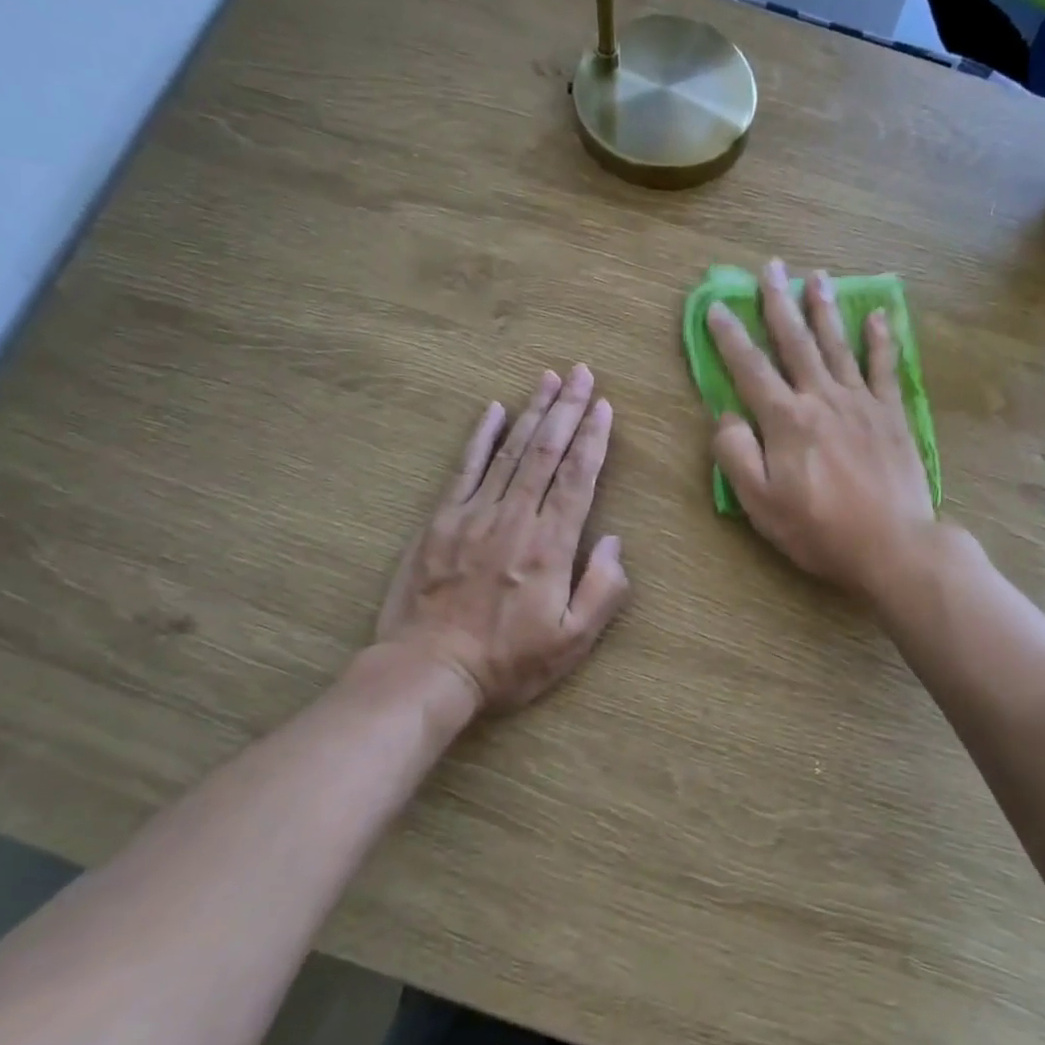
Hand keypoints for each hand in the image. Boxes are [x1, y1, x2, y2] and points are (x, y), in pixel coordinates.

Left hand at [375, 365, 629, 716]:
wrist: (428, 671)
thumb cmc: (508, 662)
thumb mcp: (572, 641)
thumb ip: (604, 590)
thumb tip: (616, 541)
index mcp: (550, 546)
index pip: (577, 478)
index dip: (593, 438)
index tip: (604, 405)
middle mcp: (514, 519)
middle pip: (546, 452)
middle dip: (568, 409)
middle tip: (582, 373)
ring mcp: (473, 515)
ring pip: (509, 451)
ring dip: (532, 411)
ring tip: (549, 378)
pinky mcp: (440, 521)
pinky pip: (464, 468)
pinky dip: (481, 436)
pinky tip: (493, 409)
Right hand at [705, 259, 935, 601]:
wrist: (893, 545)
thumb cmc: (819, 530)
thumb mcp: (760, 503)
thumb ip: (736, 455)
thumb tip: (727, 416)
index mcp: (786, 419)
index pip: (750, 368)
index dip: (729, 336)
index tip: (716, 306)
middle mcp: (821, 398)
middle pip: (795, 341)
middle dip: (779, 302)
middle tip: (770, 267)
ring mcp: (861, 402)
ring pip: (837, 344)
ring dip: (824, 308)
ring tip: (816, 275)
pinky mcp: (891, 414)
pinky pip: (884, 367)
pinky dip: (880, 339)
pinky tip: (877, 315)